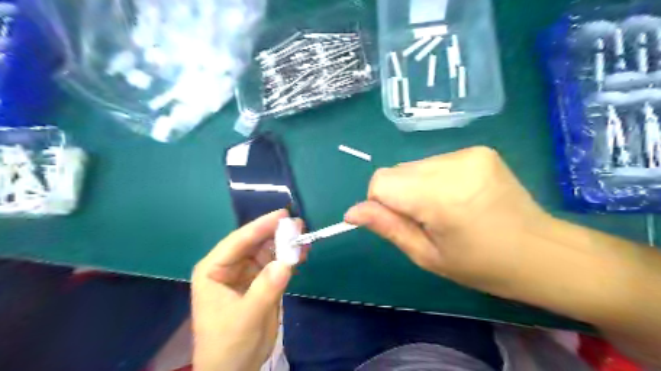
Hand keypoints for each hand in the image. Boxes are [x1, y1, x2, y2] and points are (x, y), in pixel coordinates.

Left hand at [191, 209, 304, 368]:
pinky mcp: (261, 282)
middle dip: (276, 234)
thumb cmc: (229, 345)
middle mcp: (230, 266)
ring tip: (305, 238)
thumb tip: (286, 262)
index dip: (260, 226)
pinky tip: (303, 254)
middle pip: (255, 243)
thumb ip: (265, 289)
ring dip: (286, 245)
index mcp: (214, 270)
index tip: (283, 215)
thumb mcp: (246, 318)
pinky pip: (277, 264)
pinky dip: (290, 259)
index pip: (238, 241)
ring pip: (268, 251)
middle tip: (299, 225)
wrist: (235, 370)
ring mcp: (247, 273)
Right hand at [346, 148, 547, 297]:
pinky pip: (435, 161)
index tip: (400, 222)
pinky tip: (456, 196)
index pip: (381, 181)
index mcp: (440, 196)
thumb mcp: (427, 255)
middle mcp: (453, 165)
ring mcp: (468, 153)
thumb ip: (388, 227)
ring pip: (414, 165)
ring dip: (416, 186)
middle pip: (397, 171)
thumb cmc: (481, 265)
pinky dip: (434, 179)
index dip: (380, 202)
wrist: (541, 252)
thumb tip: (351, 212)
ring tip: (444, 208)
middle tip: (426, 219)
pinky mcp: (478, 149)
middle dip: (399, 195)